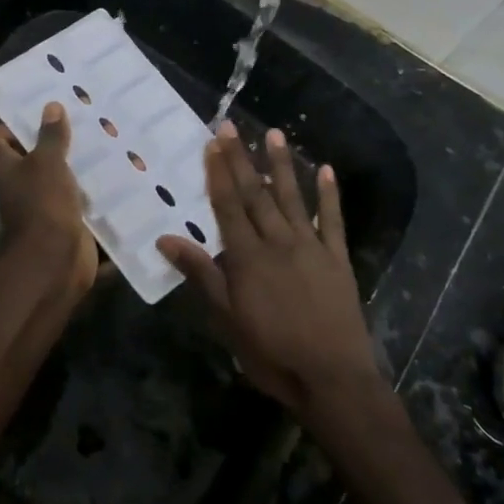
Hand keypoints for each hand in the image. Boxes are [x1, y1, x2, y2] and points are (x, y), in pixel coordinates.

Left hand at [0, 102, 97, 311]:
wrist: (55, 260)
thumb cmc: (42, 203)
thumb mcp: (47, 162)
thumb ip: (51, 136)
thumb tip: (51, 107)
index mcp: (7, 168)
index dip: (13, 125)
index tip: (41, 113)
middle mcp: (22, 186)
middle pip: (34, 157)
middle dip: (58, 141)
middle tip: (85, 121)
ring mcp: (45, 205)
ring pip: (62, 178)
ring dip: (81, 165)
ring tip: (108, 141)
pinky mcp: (69, 221)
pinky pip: (82, 201)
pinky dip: (97, 191)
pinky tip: (120, 172)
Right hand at [157, 123, 385, 422]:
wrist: (332, 377)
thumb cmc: (272, 352)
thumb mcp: (227, 319)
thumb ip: (201, 275)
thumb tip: (166, 240)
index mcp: (248, 257)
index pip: (228, 206)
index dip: (218, 173)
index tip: (212, 143)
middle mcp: (278, 242)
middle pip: (255, 195)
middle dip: (242, 159)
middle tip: (232, 126)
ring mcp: (311, 247)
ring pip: (292, 198)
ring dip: (282, 165)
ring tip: (274, 133)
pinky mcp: (337, 259)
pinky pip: (333, 221)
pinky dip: (329, 195)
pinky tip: (326, 170)